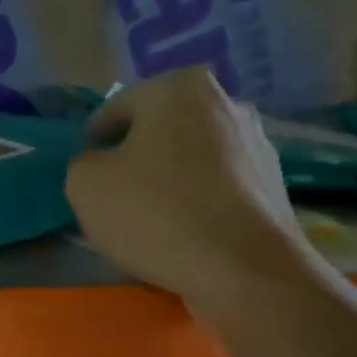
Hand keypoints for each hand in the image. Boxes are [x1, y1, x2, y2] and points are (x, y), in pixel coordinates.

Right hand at [65, 68, 304, 314]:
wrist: (244, 269)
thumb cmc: (157, 214)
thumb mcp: (86, 185)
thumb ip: (83, 163)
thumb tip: (101, 164)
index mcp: (178, 87)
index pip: (115, 110)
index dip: (93, 145)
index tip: (87, 177)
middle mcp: (225, 101)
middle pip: (158, 132)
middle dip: (135, 160)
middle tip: (116, 200)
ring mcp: (256, 142)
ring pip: (190, 159)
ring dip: (168, 181)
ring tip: (152, 222)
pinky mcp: (273, 183)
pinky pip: (217, 187)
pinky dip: (198, 203)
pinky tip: (186, 234)